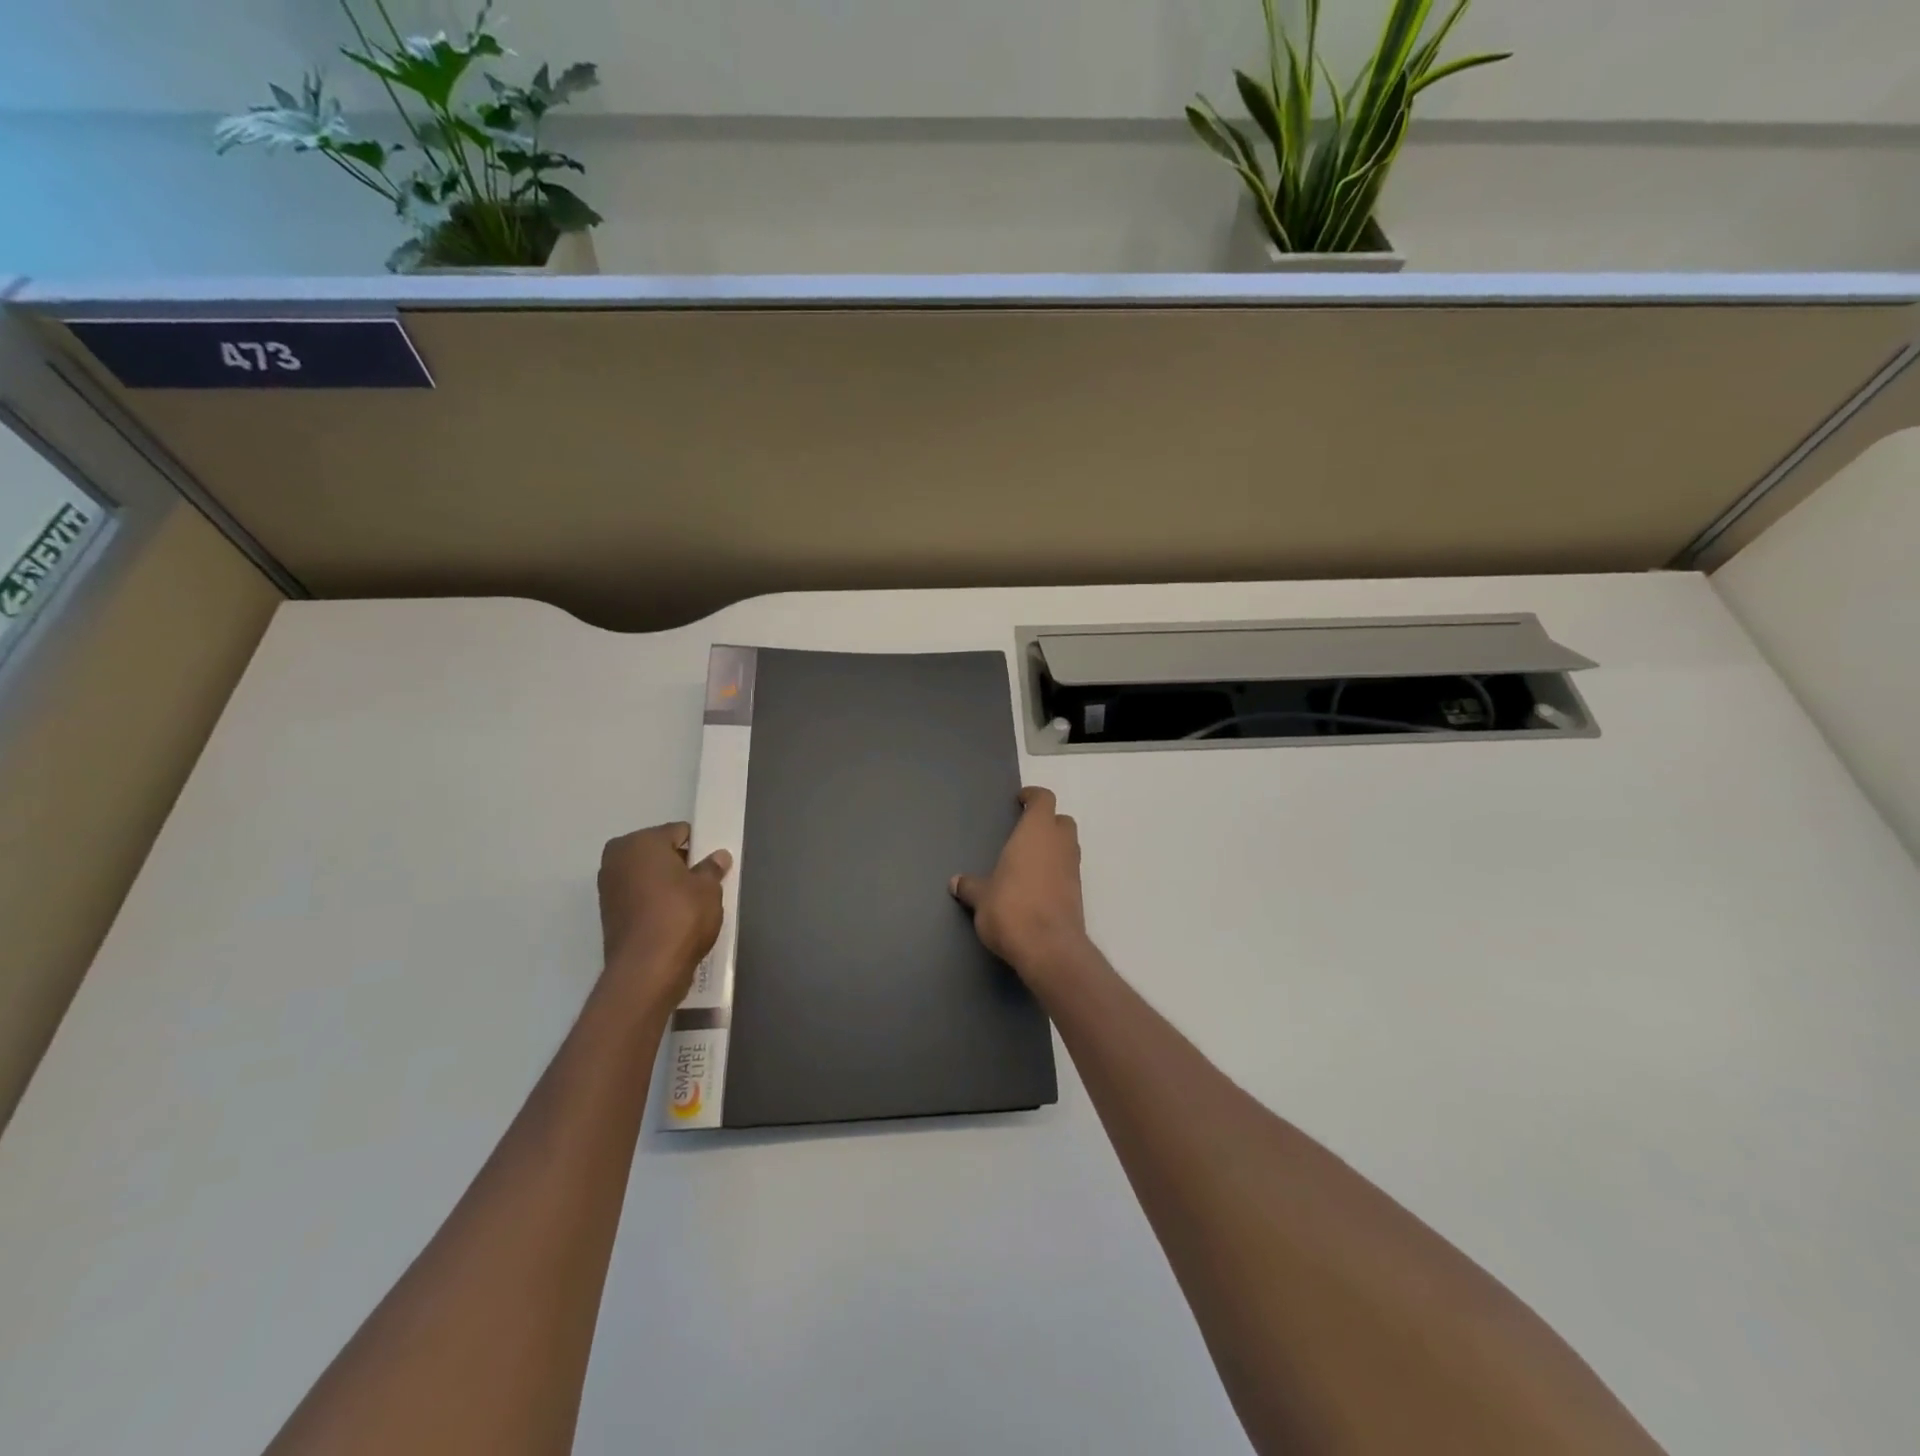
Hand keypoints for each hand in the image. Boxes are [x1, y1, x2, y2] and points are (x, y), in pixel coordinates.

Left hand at [597, 822, 731, 1011]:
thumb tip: (718, 857)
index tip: (712, 864)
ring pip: (646, 876)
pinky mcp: (608, 914)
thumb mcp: (708, 889)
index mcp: (640, 842)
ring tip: (689, 904)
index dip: (698, 846)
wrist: (647, 970)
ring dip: (665, 884)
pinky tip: (672, 919)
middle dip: (678, 864)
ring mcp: (608, 887)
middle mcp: (617, 858)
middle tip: (702, 883)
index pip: (678, 832)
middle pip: (658, 852)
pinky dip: (653, 903)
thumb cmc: (680, 916)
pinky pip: (638, 897)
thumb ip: (712, 868)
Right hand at [951, 786, 1091, 987]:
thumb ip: (970, 886)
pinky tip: (1036, 887)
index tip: (1020, 801)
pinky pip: (1068, 871)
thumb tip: (956, 882)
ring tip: (1028, 861)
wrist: (1049, 948)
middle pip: (1062, 820)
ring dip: (1053, 847)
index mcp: (1036, 832)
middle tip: (1025, 833)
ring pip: (1068, 846)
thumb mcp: (981, 897)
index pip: (1044, 799)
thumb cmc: (1011, 908)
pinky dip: (1056, 871)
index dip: (1033, 797)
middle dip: (1047, 822)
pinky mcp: (1078, 893)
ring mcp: (1073, 869)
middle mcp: (1060, 844)